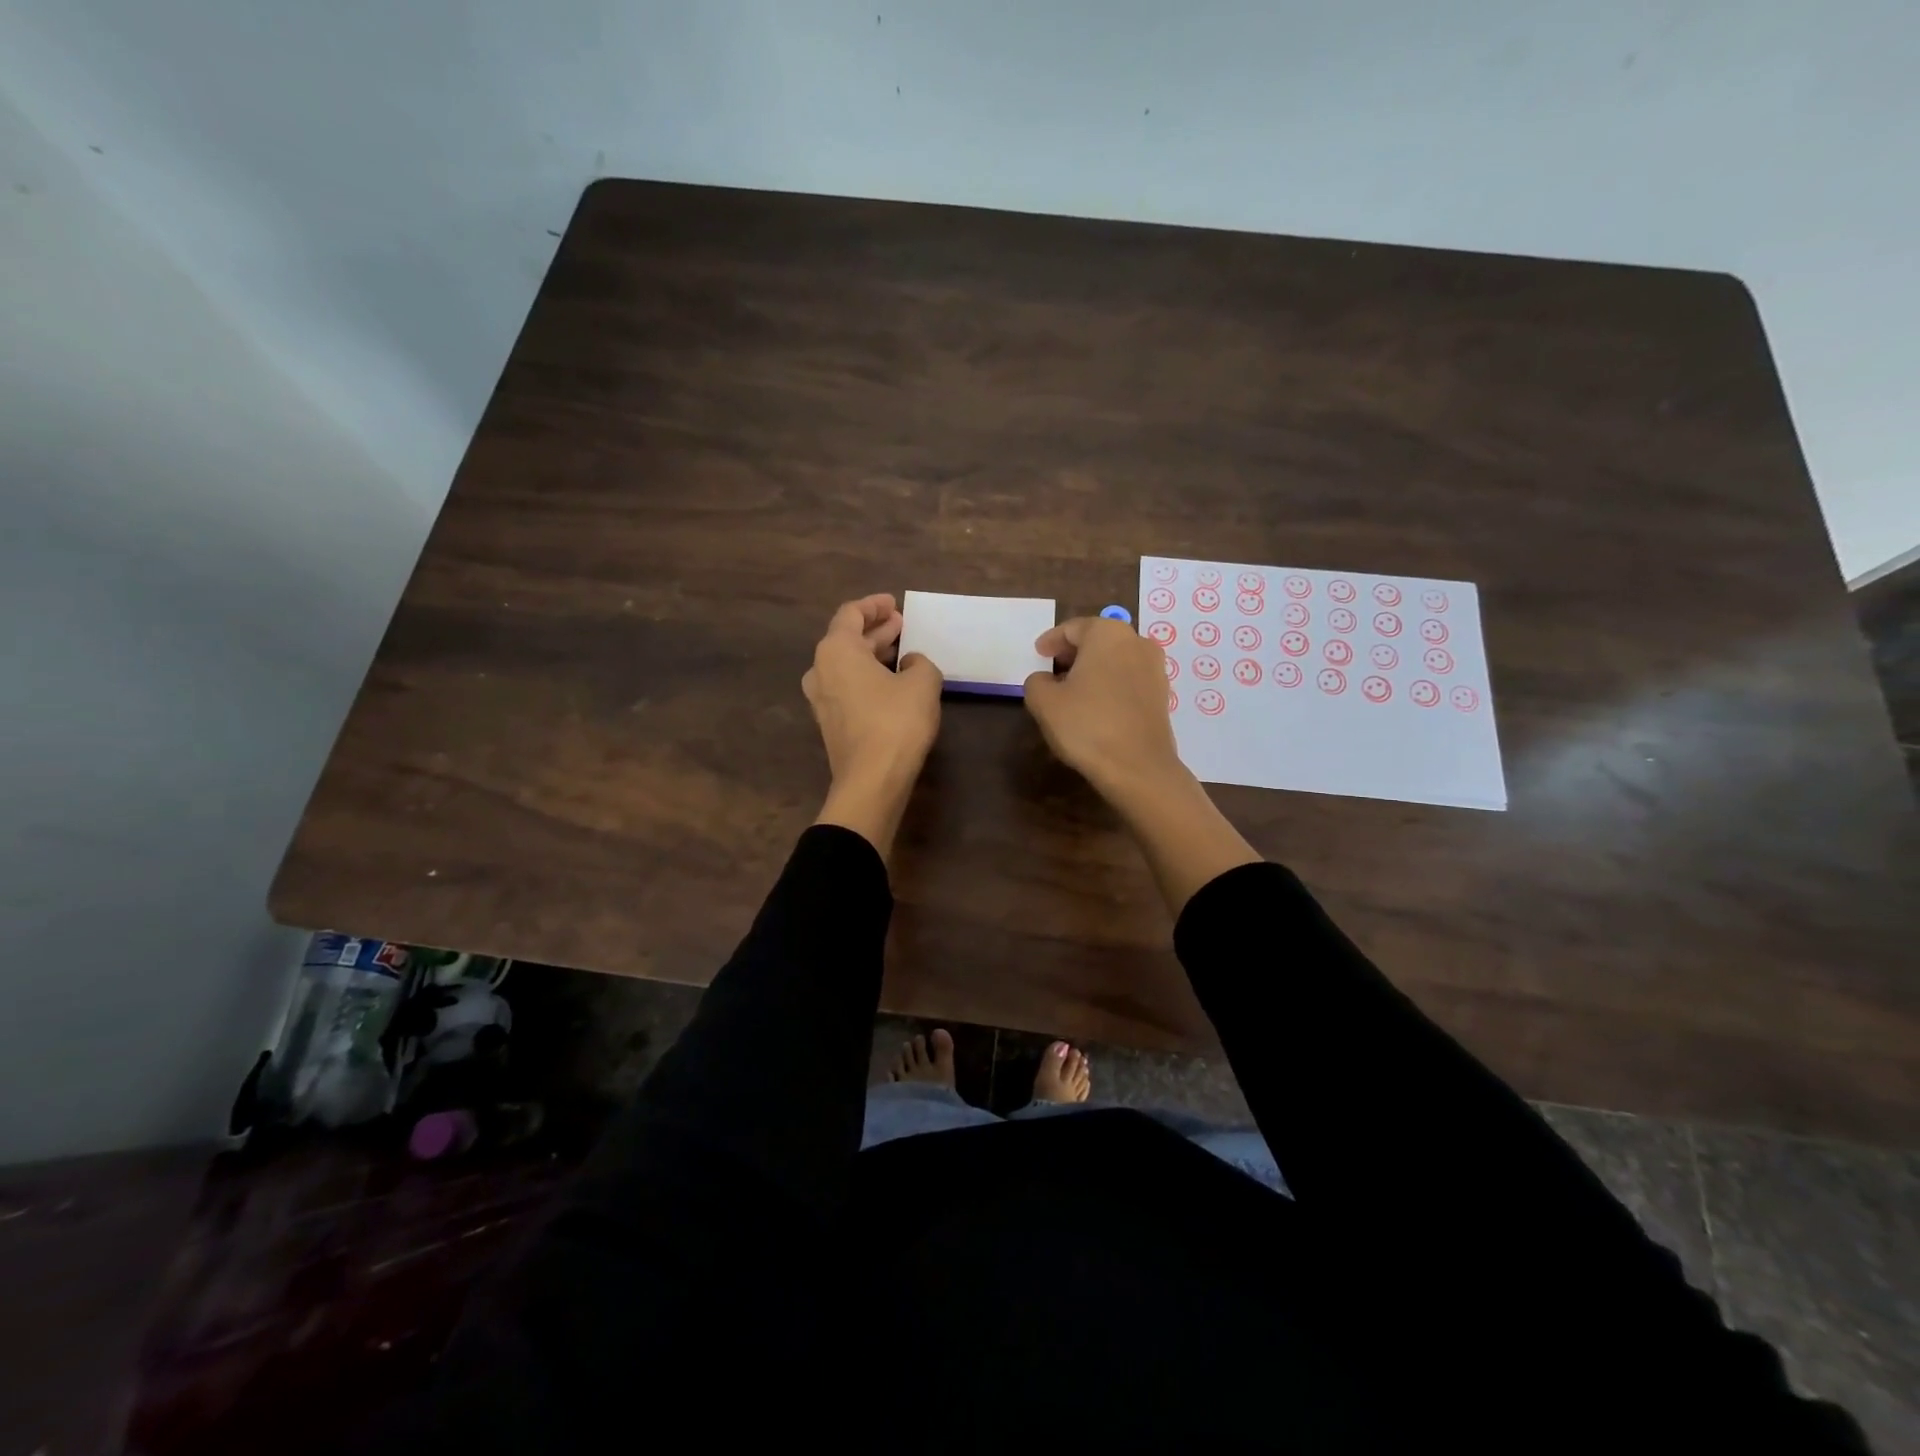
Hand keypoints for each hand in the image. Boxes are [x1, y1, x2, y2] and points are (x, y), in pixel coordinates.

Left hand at [803, 594, 941, 854]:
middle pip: (847, 639)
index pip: (851, 614)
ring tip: (901, 651)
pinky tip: (892, 682)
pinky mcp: (830, 723)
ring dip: (872, 654)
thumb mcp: (922, 683)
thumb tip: (910, 663)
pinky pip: (848, 687)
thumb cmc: (896, 722)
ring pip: (847, 665)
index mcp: (836, 650)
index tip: (894, 604)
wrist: (871, 780)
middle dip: (876, 630)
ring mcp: (821, 699)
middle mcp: (820, 670)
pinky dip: (867, 676)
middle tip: (902, 626)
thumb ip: (919, 663)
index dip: (874, 605)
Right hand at [1024, 616, 1183, 798]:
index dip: (1051, 641)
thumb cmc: (1087, 725)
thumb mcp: (1044, 702)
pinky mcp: (1162, 694)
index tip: (1038, 654)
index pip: (1072, 628)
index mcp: (1107, 633)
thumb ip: (1036, 682)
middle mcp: (1137, 641)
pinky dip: (1110, 684)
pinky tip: (1096, 706)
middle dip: (1073, 653)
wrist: (1138, 767)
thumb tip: (1046, 680)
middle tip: (1053, 670)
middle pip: (1097, 640)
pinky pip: (1129, 679)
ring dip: (1093, 669)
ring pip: (1115, 659)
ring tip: (1073, 690)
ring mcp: (1155, 668)